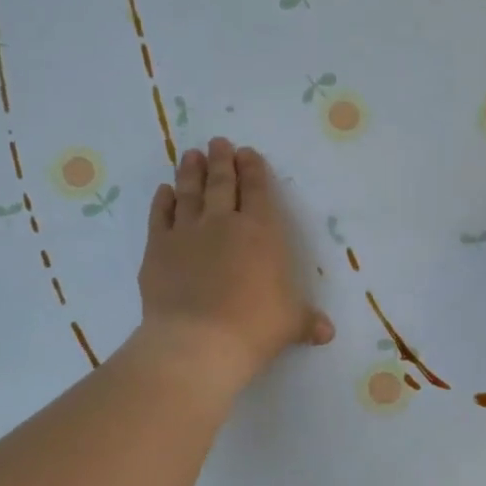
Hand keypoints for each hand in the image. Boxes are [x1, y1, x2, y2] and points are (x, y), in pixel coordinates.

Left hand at [136, 138, 334, 393]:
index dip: (253, 170)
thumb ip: (307, 321)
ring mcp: (186, 233)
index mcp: (261, 233)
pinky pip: (160, 217)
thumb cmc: (255, 328)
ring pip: (189, 193)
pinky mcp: (157, 249)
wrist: (199, 342)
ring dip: (191, 172)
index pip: (257, 192)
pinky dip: (162, 202)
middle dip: (222, 161)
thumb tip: (327, 333)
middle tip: (219, 143)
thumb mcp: (291, 324)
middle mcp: (223, 223)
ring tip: (191, 155)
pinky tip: (164, 191)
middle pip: (221, 183)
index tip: (247, 153)